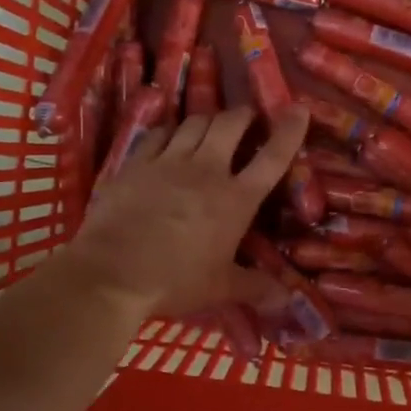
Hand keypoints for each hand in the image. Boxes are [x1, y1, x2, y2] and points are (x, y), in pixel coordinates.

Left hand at [66, 107, 308, 317]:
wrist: (112, 274)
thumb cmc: (174, 281)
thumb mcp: (221, 289)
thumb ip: (256, 288)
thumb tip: (287, 300)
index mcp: (235, 200)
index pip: (272, 158)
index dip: (289, 132)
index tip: (298, 110)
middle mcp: (206, 170)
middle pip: (231, 125)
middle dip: (244, 115)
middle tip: (248, 119)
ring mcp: (168, 162)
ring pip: (195, 122)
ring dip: (209, 119)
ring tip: (212, 126)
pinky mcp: (136, 163)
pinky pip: (158, 133)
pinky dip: (170, 130)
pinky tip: (170, 137)